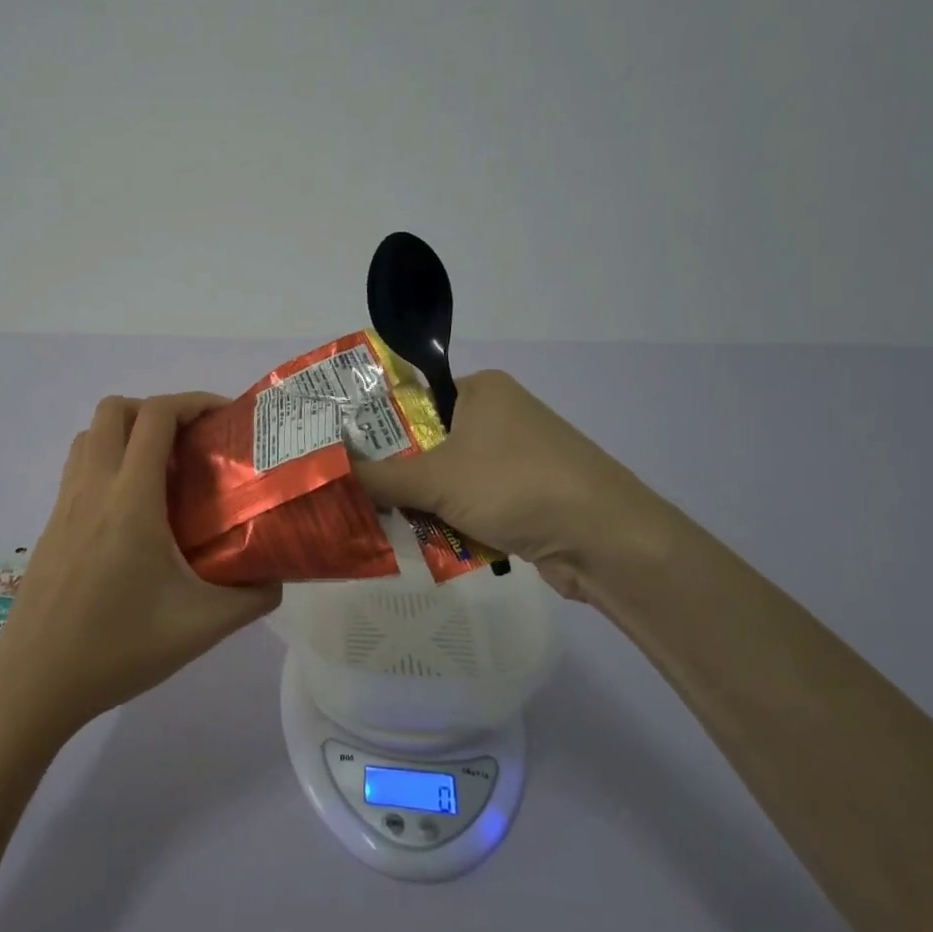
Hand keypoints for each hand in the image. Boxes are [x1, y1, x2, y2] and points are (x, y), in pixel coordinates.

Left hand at [0, 394, 281, 742]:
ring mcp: (64, 505)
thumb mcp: (201, 627)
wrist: (35, 684)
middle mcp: (92, 487)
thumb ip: (251, 598)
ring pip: (89, 435)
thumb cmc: (118, 649)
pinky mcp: (50, 526)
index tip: (223, 417)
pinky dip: (107, 461)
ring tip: (162, 470)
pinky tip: (131, 511)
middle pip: (114, 409)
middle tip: (191, 443)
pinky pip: (78, 468)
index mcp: (130, 499)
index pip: (156, 416)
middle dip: (156, 410)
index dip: (192, 402)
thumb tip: (277, 577)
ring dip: (126, 432)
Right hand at [353, 370, 666, 601]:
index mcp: (480, 390)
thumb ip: (378, 476)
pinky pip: (474, 500)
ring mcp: (516, 456)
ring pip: (449, 477)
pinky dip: (455, 519)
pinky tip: (433, 541)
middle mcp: (498, 415)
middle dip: (399, 475)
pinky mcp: (528, 493)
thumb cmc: (516, 486)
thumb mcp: (436, 480)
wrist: (606, 540)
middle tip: (361, 497)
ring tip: (391, 524)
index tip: (343, 456)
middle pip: (427, 443)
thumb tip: (326, 470)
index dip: (375, 428)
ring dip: (426, 503)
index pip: (411, 400)